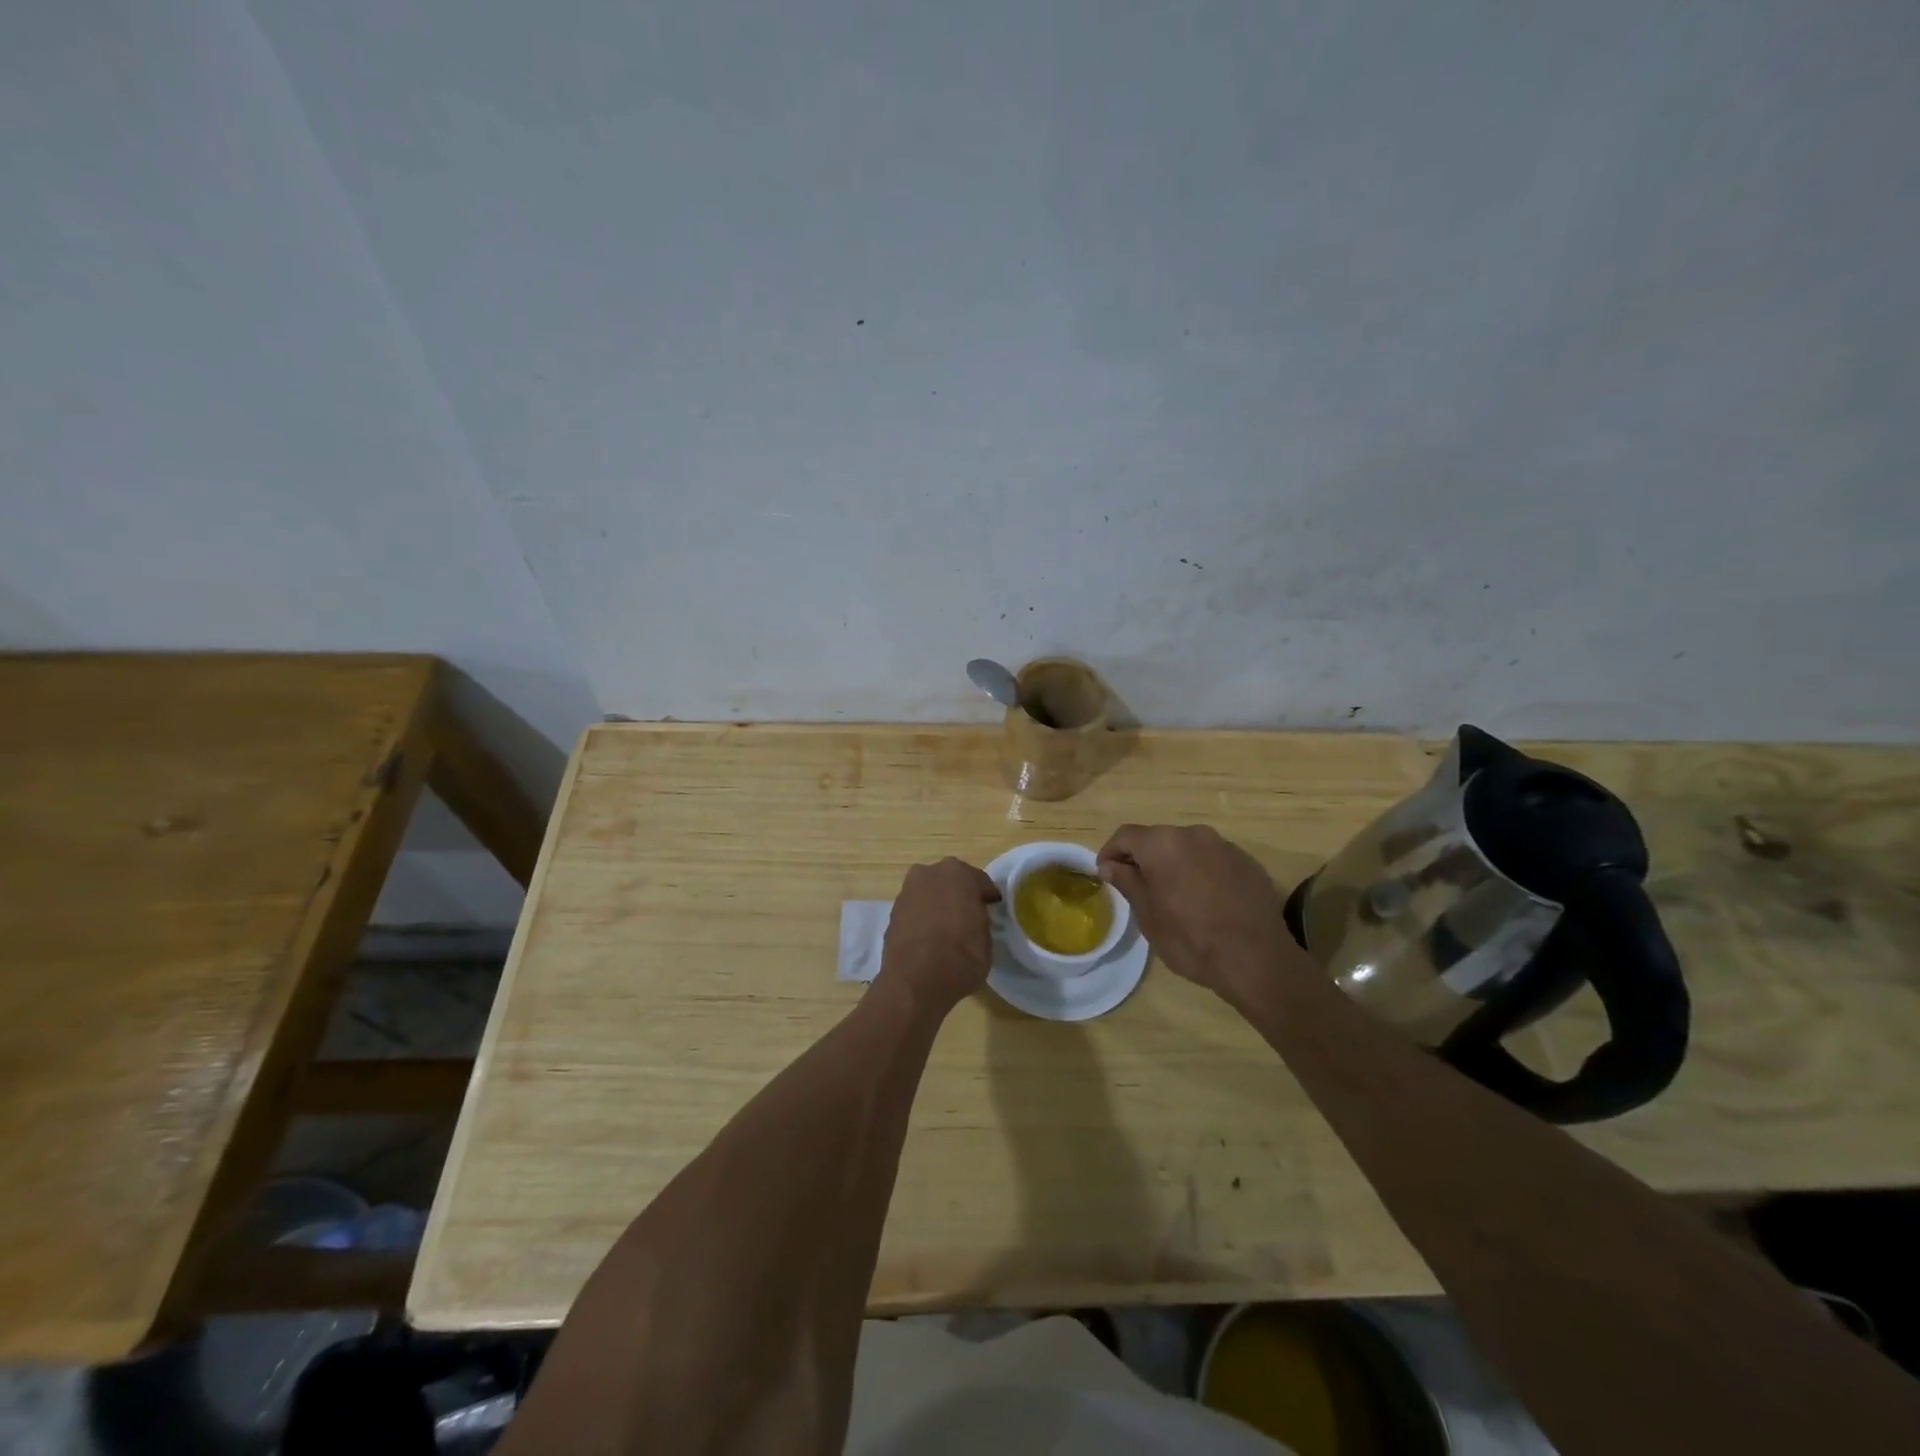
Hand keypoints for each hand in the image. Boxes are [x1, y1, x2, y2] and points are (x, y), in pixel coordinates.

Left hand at [879, 857, 1001, 1014]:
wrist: (915, 982)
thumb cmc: (961, 957)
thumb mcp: (986, 939)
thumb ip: (980, 920)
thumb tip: (974, 919)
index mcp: (958, 873)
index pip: (979, 882)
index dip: (986, 897)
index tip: (991, 909)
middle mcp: (930, 874)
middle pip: (950, 881)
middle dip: (959, 895)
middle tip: (968, 916)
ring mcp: (907, 891)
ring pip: (930, 892)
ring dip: (938, 904)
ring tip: (946, 928)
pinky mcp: (892, 911)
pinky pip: (916, 909)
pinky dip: (922, 917)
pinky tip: (928, 937)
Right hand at [1097, 824, 1303, 1003]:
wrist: (1256, 959)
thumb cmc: (1190, 938)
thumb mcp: (1147, 915)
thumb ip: (1127, 882)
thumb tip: (1110, 865)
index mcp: (1162, 843)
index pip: (1125, 835)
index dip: (1111, 853)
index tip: (1105, 874)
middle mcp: (1193, 834)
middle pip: (1158, 839)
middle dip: (1144, 859)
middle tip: (1138, 888)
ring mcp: (1224, 846)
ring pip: (1188, 848)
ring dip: (1175, 865)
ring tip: (1174, 896)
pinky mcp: (1248, 862)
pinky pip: (1213, 860)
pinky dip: (1202, 872)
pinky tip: (1206, 901)